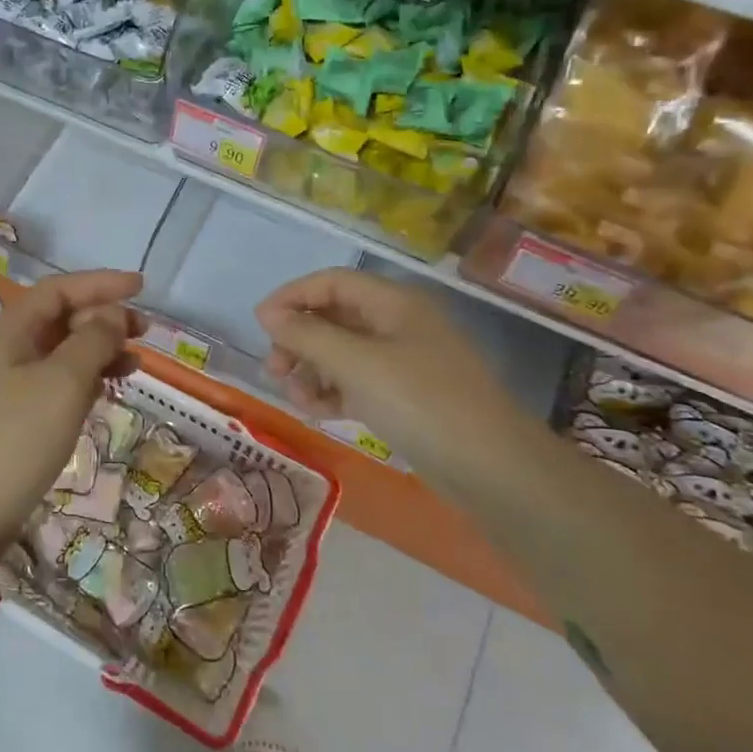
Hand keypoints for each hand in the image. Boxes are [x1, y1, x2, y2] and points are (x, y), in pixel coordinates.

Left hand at [0, 270, 143, 565]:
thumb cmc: (13, 441)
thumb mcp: (62, 383)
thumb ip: (93, 340)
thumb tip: (112, 314)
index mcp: (9, 330)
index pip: (59, 289)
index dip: (101, 283)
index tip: (142, 287)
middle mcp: (2, 350)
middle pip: (58, 318)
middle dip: (103, 318)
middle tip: (144, 332)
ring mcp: (1, 387)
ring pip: (58, 354)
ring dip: (96, 351)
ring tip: (134, 365)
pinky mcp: (7, 421)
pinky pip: (52, 385)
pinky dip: (82, 382)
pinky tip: (102, 395)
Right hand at [255, 270, 519, 486]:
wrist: (492, 469)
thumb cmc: (420, 401)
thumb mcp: (356, 363)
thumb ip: (307, 335)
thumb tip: (267, 313)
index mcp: (394, 302)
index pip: (332, 282)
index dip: (292, 296)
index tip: (260, 325)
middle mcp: (398, 324)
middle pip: (334, 316)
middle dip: (299, 339)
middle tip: (274, 369)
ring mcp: (404, 362)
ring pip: (342, 353)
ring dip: (312, 369)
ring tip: (295, 398)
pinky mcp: (405, 397)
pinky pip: (357, 382)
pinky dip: (333, 392)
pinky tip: (317, 412)